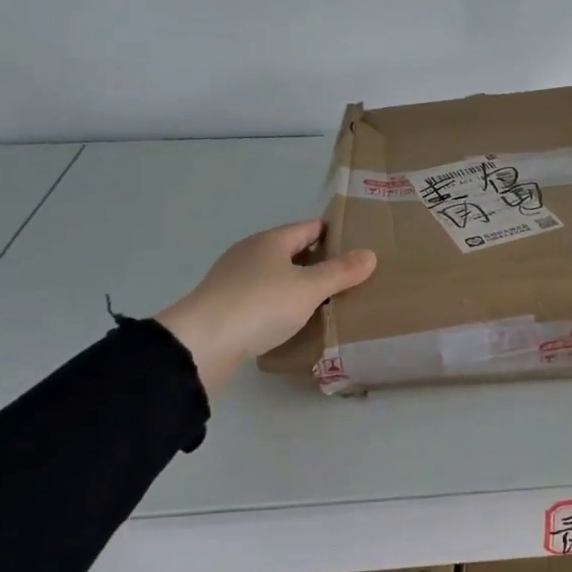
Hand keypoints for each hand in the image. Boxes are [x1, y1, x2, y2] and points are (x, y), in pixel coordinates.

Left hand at [156, 221, 375, 391]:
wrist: (202, 343)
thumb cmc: (260, 305)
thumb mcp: (309, 288)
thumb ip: (340, 272)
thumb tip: (370, 254)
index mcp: (271, 240)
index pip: (310, 228)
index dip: (335, 234)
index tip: (359, 247)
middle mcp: (250, 253)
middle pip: (293, 252)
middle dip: (320, 262)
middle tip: (351, 278)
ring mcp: (234, 280)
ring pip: (277, 276)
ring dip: (299, 286)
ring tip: (328, 303)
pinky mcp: (226, 307)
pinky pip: (263, 299)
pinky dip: (281, 305)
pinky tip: (294, 322)